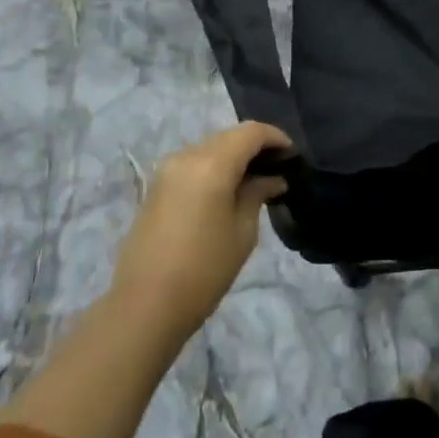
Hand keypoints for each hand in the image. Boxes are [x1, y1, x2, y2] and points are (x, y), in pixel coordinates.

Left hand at [109, 122, 293, 345]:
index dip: (276, 138)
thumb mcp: (243, 231)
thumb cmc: (204, 269)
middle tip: (277, 171)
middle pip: (228, 137)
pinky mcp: (156, 187)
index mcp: (212, 163)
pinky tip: (227, 192)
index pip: (251, 132)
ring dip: (233, 158)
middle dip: (255, 147)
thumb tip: (272, 179)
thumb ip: (258, 194)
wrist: (145, 305)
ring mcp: (167, 170)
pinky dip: (214, 169)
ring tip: (254, 183)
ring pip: (209, 149)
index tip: (293, 157)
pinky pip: (193, 164)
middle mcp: (187, 156)